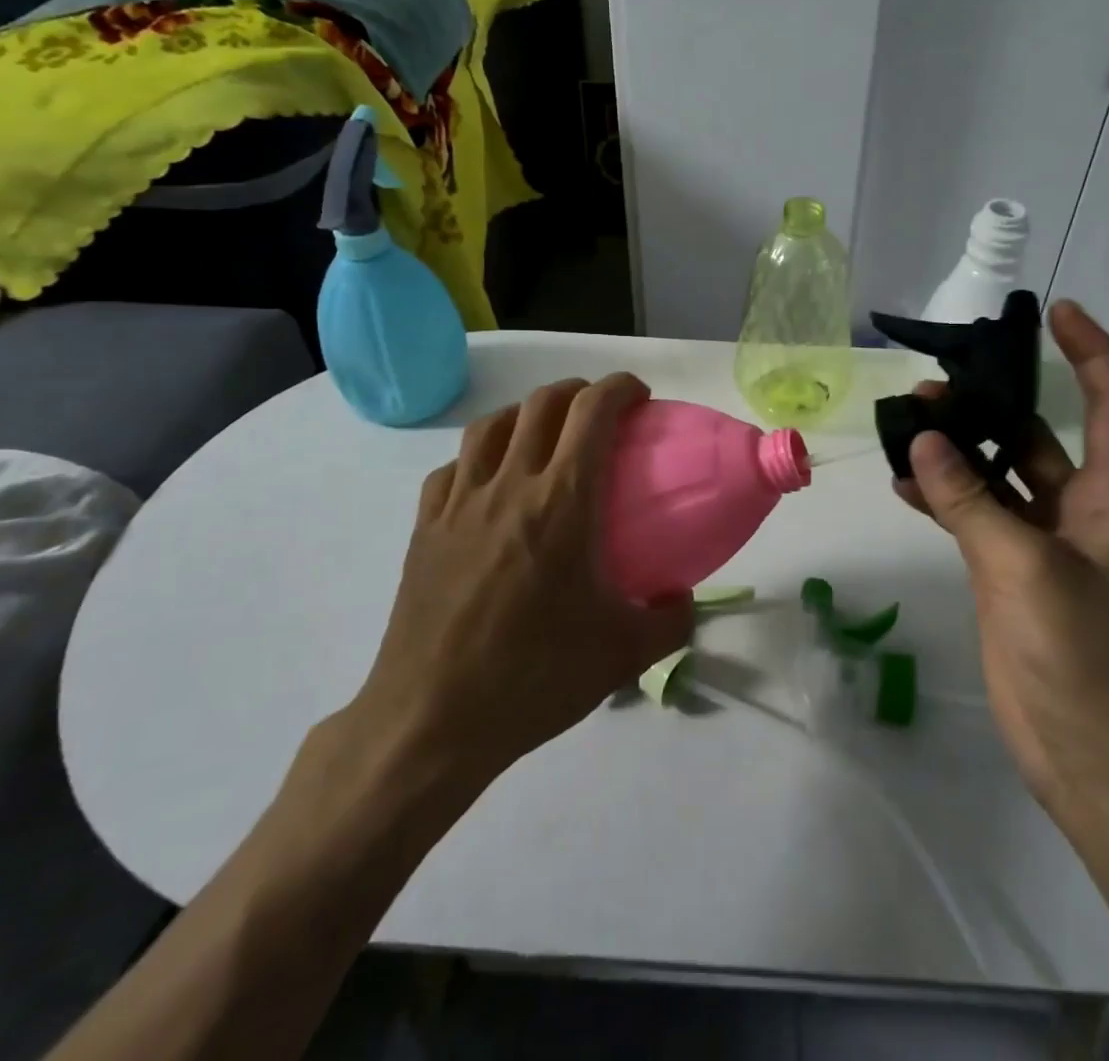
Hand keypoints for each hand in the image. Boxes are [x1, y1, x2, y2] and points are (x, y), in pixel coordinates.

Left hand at [341, 374, 693, 793]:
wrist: (432, 721)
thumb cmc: (534, 679)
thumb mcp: (623, 655)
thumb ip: (671, 621)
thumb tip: (683, 598)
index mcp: (562, 502)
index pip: (592, 412)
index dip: (619, 388)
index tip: (639, 396)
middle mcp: (509, 486)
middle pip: (542, 404)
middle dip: (578, 391)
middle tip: (600, 412)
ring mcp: (460, 503)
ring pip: (491, 425)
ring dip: (526, 413)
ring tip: (545, 433)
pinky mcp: (426, 528)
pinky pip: (453, 468)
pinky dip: (479, 457)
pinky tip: (489, 482)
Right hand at [895, 301, 1108, 812]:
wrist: (1094, 757)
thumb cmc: (1082, 655)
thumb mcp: (1023, 568)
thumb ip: (970, 501)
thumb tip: (923, 441)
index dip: (1091, 351)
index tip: (1056, 311)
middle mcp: (1077, 509)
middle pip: (1034, 436)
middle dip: (989, 405)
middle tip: (930, 387)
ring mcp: (1039, 543)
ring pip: (995, 475)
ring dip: (957, 451)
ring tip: (905, 427)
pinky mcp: (1007, 574)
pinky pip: (972, 517)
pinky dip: (942, 498)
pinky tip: (903, 485)